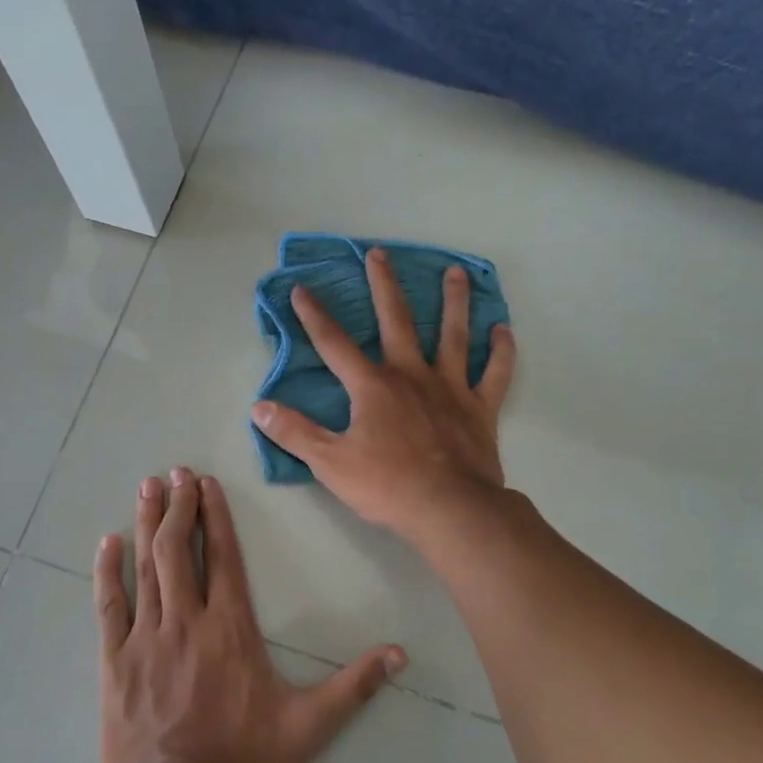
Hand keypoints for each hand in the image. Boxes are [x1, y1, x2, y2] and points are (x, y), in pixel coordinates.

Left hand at [95, 468, 406, 762]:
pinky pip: (109, 607)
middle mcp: (186, 621)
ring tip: (147, 488)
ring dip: (147, 524)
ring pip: (147, 567)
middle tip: (175, 472)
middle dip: (178, 506)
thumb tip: (400, 654)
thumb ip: (354, 687)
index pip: (224, 557)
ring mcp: (146, 639)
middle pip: (180, 550)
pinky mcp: (115, 662)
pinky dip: (107, 572)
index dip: (216, 515)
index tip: (206, 482)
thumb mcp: (310, 726)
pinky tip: (106, 543)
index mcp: (231, 629)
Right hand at [249, 248, 515, 540]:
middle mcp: (411, 375)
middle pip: (396, 320)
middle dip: (383, 286)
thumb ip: (294, 432)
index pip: (334, 344)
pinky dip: (500, 351)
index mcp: (372, 386)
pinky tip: (503, 329)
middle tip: (379, 254)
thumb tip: (259, 407)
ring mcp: (449, 388)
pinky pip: (494, 373)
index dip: (314, 315)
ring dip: (453, 302)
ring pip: (452, 335)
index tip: (302, 288)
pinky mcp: (479, 408)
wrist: (449, 509)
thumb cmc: (387, 485)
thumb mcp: (329, 462)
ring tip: (455, 272)